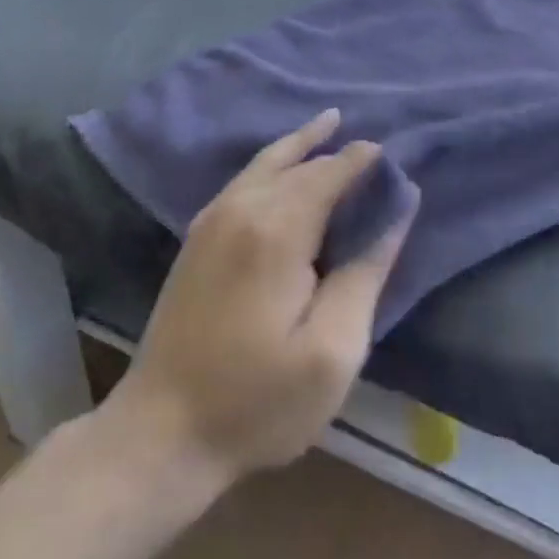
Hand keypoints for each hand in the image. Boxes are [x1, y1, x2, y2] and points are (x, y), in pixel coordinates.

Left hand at [115, 109, 418, 485]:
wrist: (159, 435)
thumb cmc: (258, 400)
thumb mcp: (333, 349)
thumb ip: (367, 271)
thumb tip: (398, 209)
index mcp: (277, 229)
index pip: (331, 173)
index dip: (365, 160)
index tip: (394, 156)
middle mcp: (241, 208)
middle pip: (299, 163)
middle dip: (338, 150)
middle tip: (373, 145)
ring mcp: (211, 221)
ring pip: (265, 163)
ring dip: (301, 143)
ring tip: (331, 123)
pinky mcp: (196, 239)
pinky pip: (245, 180)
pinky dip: (272, 163)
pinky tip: (284, 167)